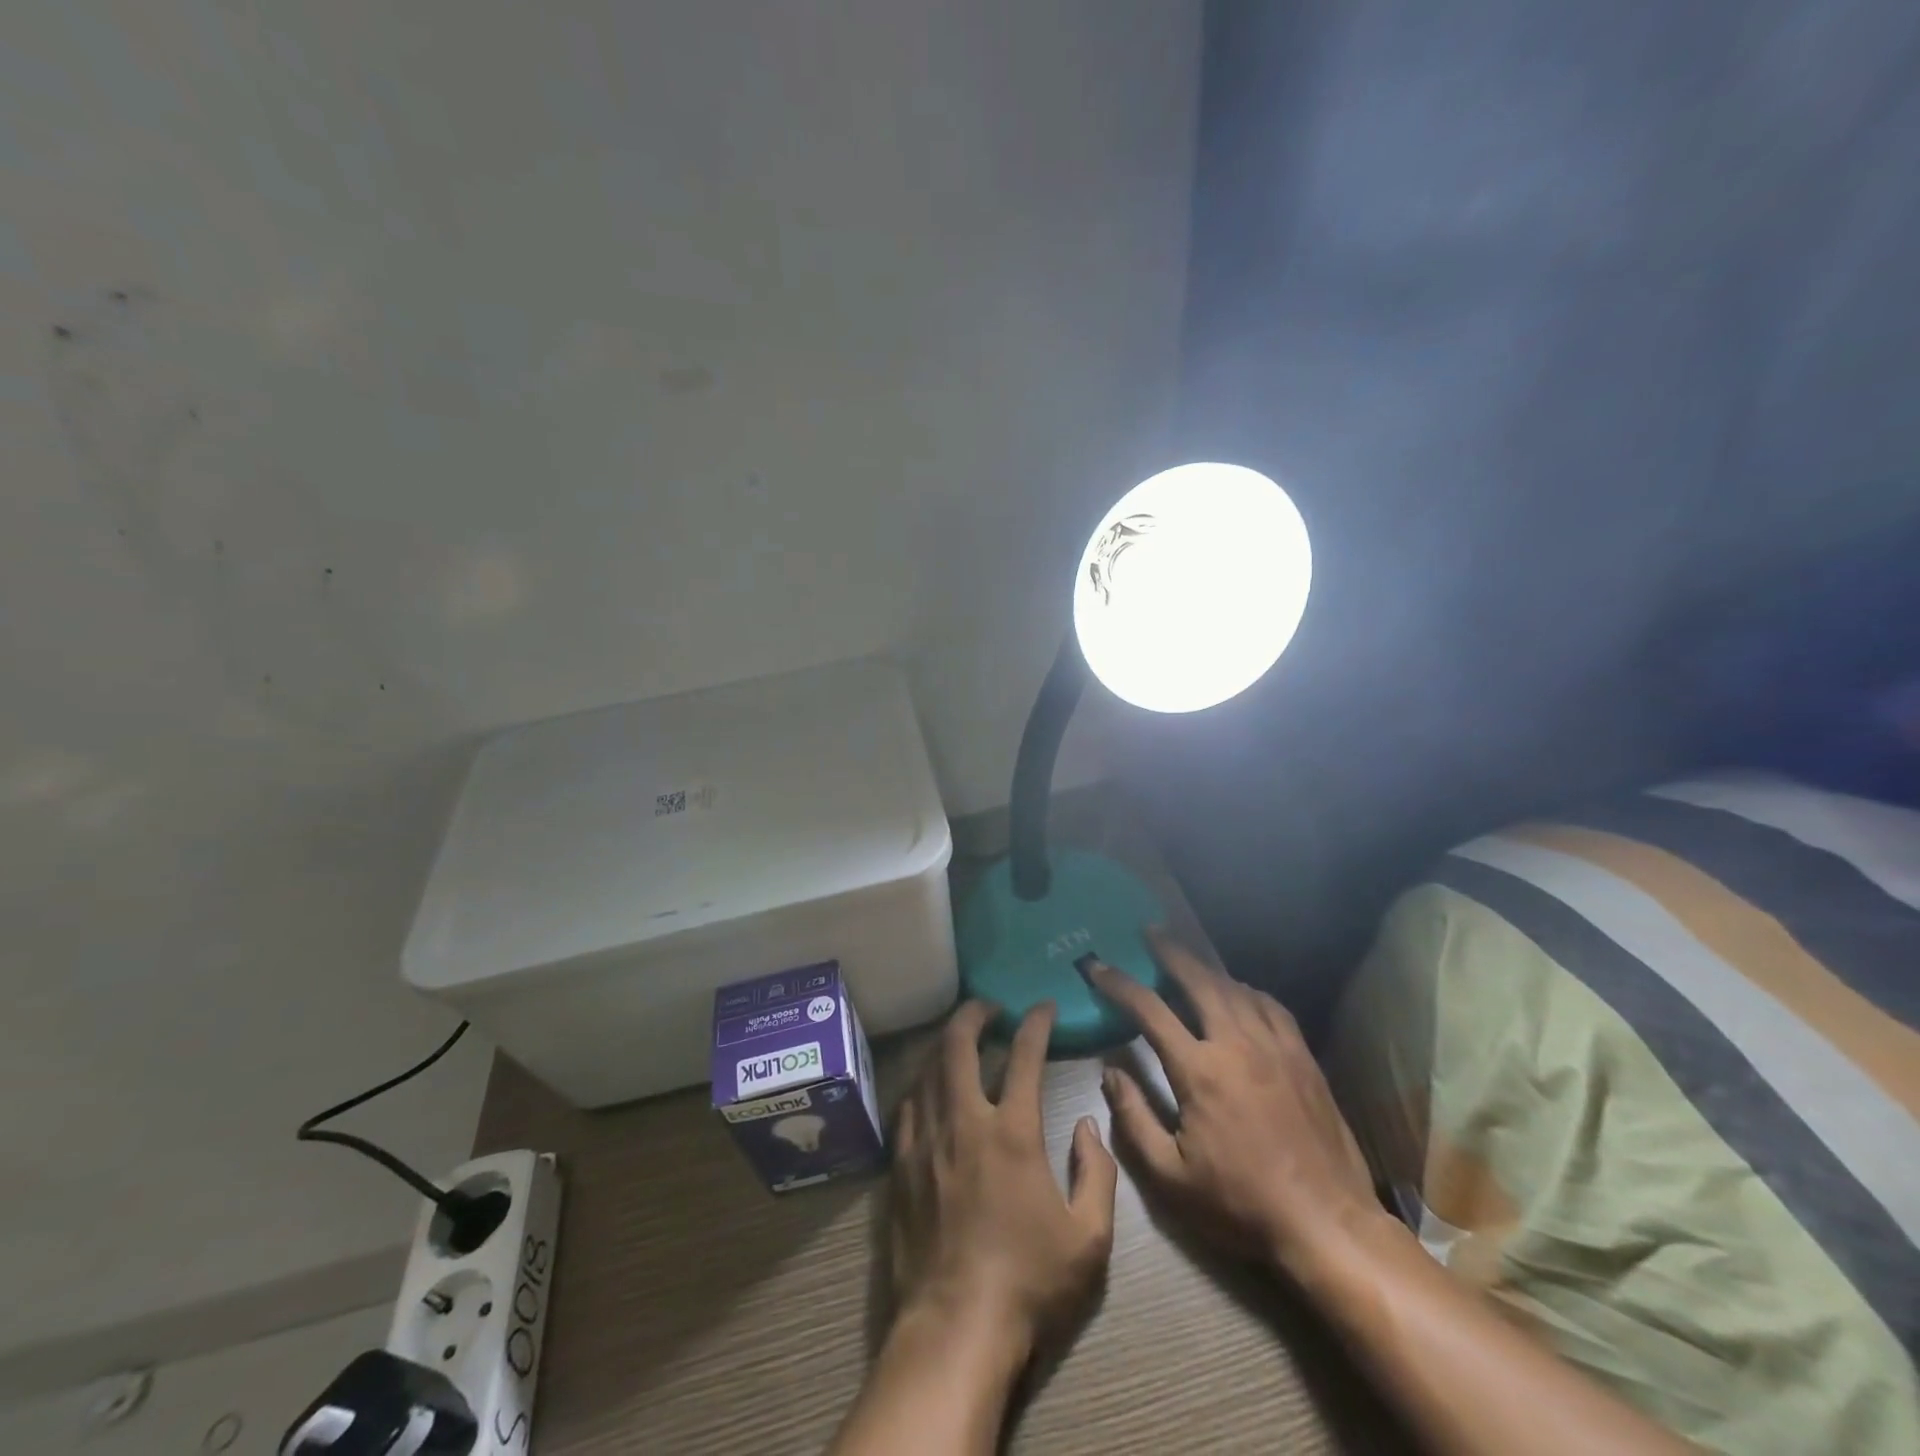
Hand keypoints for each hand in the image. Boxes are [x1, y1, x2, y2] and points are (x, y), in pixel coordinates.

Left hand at [889, 1000, 1118, 1359]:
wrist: (955, 1327)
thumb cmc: (1029, 1282)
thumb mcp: (1089, 1238)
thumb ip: (1097, 1173)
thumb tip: (1089, 1125)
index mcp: (1013, 1132)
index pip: (1024, 1056)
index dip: (1036, 1023)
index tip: (1043, 1006)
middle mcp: (964, 1121)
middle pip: (959, 1045)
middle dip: (974, 1014)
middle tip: (988, 1006)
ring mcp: (926, 1141)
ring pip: (928, 1069)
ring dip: (945, 1043)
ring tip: (959, 1037)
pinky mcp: (900, 1165)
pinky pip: (907, 1107)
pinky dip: (920, 1084)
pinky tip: (927, 1087)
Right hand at [1087, 929, 1381, 1277]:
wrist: (1326, 1224)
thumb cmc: (1241, 1204)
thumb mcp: (1171, 1177)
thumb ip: (1134, 1120)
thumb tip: (1110, 1073)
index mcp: (1199, 1070)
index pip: (1149, 1010)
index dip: (1119, 984)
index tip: (1097, 967)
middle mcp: (1235, 1044)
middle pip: (1197, 980)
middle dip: (1169, 952)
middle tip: (1149, 932)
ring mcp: (1274, 1047)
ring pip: (1235, 988)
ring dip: (1206, 967)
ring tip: (1188, 957)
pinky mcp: (1303, 1057)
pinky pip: (1271, 1006)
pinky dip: (1248, 990)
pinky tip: (1240, 991)